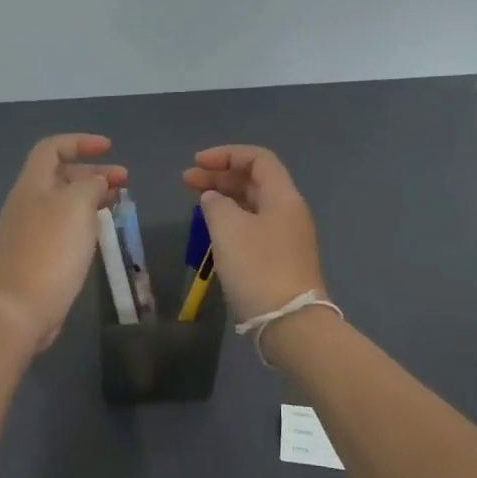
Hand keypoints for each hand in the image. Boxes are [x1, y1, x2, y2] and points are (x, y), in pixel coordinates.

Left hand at [0, 135, 127, 352]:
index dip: (80, 142)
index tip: (109, 148)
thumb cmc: (52, 249)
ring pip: (62, 201)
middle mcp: (26, 202)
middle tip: (124, 180)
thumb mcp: (77, 205)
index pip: (52, 148)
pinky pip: (61, 224)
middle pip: (59, 174)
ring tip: (117, 203)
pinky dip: (83, 219)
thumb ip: (90, 185)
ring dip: (90, 196)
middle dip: (93, 172)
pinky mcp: (36, 253)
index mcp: (31, 185)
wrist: (23, 307)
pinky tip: (99, 230)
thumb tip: (95, 183)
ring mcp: (28, 230)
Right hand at [181, 145, 326, 322]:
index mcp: (283, 197)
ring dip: (224, 198)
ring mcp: (285, 237)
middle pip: (254, 181)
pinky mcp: (279, 259)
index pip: (258, 159)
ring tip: (195, 202)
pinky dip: (231, 220)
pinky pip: (252, 226)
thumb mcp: (228, 229)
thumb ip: (216, 204)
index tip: (197, 163)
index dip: (226, 154)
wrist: (289, 323)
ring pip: (252, 205)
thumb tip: (213, 199)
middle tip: (186, 181)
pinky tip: (212, 229)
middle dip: (220, 176)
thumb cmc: (258, 268)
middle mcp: (288, 212)